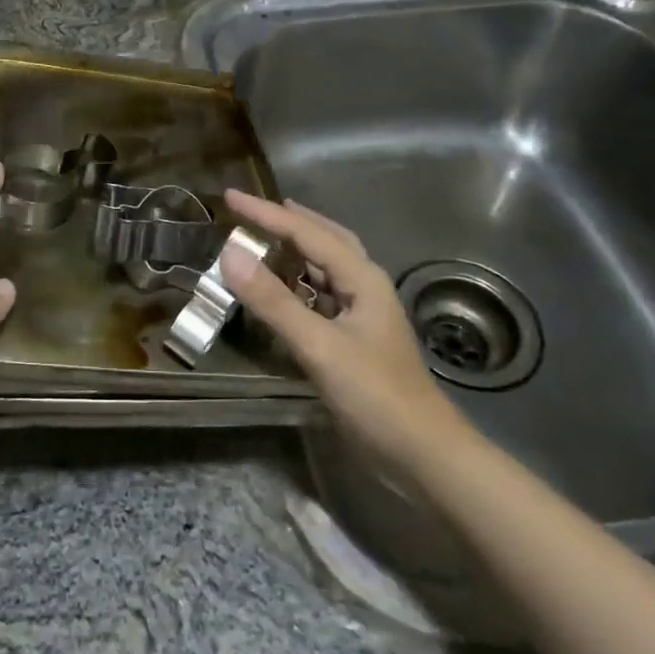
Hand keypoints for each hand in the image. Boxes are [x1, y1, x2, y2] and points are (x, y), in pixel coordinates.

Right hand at [222, 189, 468, 465]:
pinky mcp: (355, 338)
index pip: (306, 232)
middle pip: (325, 238)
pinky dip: (298, 282)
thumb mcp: (319, 346)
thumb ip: (274, 301)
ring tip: (263, 238)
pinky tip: (281, 289)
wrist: (424, 456)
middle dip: (288, 221)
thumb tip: (230, 254)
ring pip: (325, 266)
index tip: (230, 197)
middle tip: (251, 211)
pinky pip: (322, 294)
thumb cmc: (375, 395)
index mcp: (362, 277)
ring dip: (295, 248)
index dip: (265, 213)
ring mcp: (362, 313)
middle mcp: (365, 285)